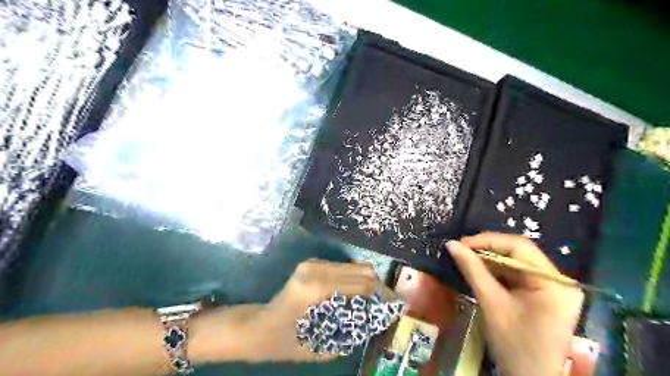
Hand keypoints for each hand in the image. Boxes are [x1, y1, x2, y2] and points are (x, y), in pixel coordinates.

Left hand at [251, 259, 374, 362]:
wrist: (255, 327)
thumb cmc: (281, 341)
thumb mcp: (316, 349)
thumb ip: (346, 338)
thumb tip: (371, 325)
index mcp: (317, 288)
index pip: (361, 284)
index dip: (380, 295)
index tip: (394, 306)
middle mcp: (316, 269)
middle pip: (361, 271)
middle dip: (375, 287)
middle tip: (385, 304)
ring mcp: (312, 264)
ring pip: (353, 267)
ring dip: (364, 282)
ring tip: (371, 301)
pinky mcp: (311, 264)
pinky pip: (342, 268)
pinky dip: (352, 279)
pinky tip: (354, 294)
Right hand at [447, 232, 584, 375]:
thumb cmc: (515, 346)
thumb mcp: (492, 304)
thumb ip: (472, 270)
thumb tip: (452, 244)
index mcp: (553, 282)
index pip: (519, 246)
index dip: (487, 241)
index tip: (461, 244)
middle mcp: (558, 280)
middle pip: (519, 253)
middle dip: (487, 250)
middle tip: (461, 251)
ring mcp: (552, 288)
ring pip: (516, 263)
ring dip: (490, 261)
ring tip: (466, 259)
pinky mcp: (543, 296)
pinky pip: (517, 276)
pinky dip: (497, 272)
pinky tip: (480, 272)